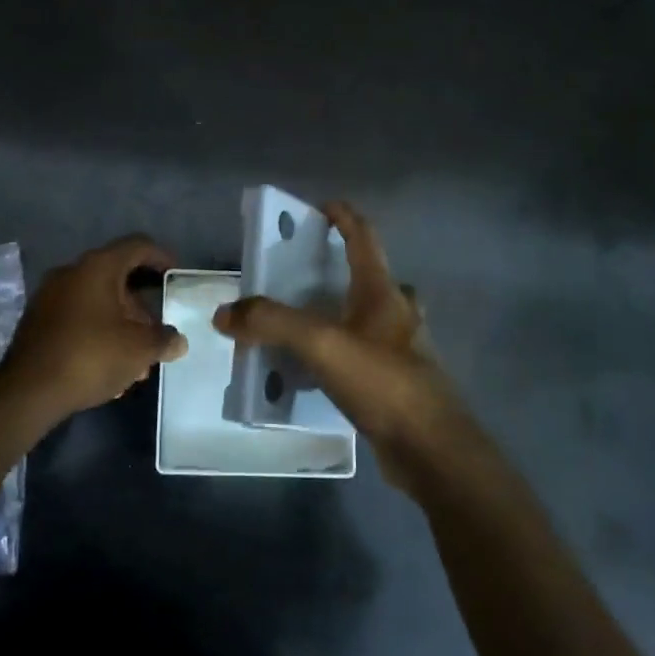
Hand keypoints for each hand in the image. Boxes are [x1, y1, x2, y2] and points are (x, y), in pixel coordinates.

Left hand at [0, 235, 186, 423]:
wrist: (28, 391)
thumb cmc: (91, 356)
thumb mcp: (139, 349)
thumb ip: (164, 340)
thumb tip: (178, 341)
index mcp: (98, 266)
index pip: (137, 246)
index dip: (161, 256)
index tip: (176, 275)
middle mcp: (72, 272)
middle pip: (117, 277)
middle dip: (141, 306)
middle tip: (156, 333)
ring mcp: (50, 296)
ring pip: (97, 301)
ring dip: (121, 324)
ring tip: (136, 361)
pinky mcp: (38, 321)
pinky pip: (78, 317)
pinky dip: (98, 332)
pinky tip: (109, 365)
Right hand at [212, 201, 467, 494]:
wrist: (431, 448)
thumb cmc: (382, 381)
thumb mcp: (320, 343)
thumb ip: (271, 322)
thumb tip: (224, 314)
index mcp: (383, 291)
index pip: (364, 237)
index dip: (343, 216)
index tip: (320, 207)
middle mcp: (398, 313)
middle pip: (373, 276)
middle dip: (343, 268)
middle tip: (307, 275)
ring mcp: (404, 349)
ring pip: (373, 317)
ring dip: (345, 312)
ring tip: (308, 322)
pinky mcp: (400, 383)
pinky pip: (369, 353)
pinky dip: (346, 350)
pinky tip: (322, 369)